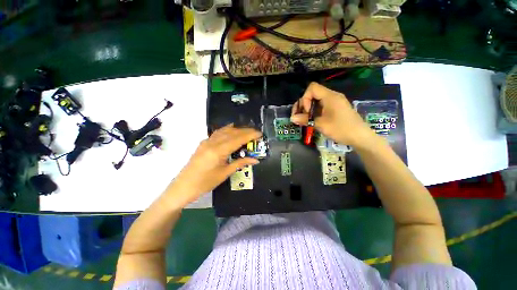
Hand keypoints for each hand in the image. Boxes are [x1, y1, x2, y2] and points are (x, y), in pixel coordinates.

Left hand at [171, 124, 261, 205]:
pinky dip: (227, 130)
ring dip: (237, 130)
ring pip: (225, 131)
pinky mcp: (204, 143)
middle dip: (246, 131)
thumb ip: (240, 163)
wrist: (183, 186)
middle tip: (256, 133)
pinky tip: (231, 129)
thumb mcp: (225, 173)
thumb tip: (255, 160)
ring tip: (247, 132)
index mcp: (218, 151)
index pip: (238, 139)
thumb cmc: (205, 183)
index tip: (259, 134)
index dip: (250, 135)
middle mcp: (212, 142)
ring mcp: (206, 141)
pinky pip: (218, 133)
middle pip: (232, 132)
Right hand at [291, 82, 373, 147]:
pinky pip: (322, 105)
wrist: (360, 137)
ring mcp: (335, 102)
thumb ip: (305, 120)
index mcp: (330, 96)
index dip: (305, 98)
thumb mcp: (321, 124)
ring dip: (308, 109)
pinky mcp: (336, 108)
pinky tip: (312, 120)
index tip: (306, 111)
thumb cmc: (341, 129)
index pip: (312, 88)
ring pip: (316, 100)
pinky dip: (314, 111)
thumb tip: (292, 118)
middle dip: (303, 104)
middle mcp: (332, 96)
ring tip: (304, 120)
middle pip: (313, 94)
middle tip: (300, 117)